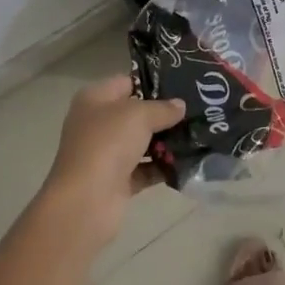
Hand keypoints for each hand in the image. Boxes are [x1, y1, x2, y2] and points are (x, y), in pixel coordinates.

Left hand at [43, 75, 185, 241]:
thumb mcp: (139, 115)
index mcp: (95, 99)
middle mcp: (97, 124)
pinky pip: (145, 169)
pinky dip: (162, 167)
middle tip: (196, 112)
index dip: (153, 83)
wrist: (86, 201)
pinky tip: (187, 163)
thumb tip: (179, 105)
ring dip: (166, 142)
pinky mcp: (117, 181)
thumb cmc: (108, 144)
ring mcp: (106, 154)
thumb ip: (162, 108)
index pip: (127, 82)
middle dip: (164, 114)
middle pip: (135, 114)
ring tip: (197, 136)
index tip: (182, 86)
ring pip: (141, 142)